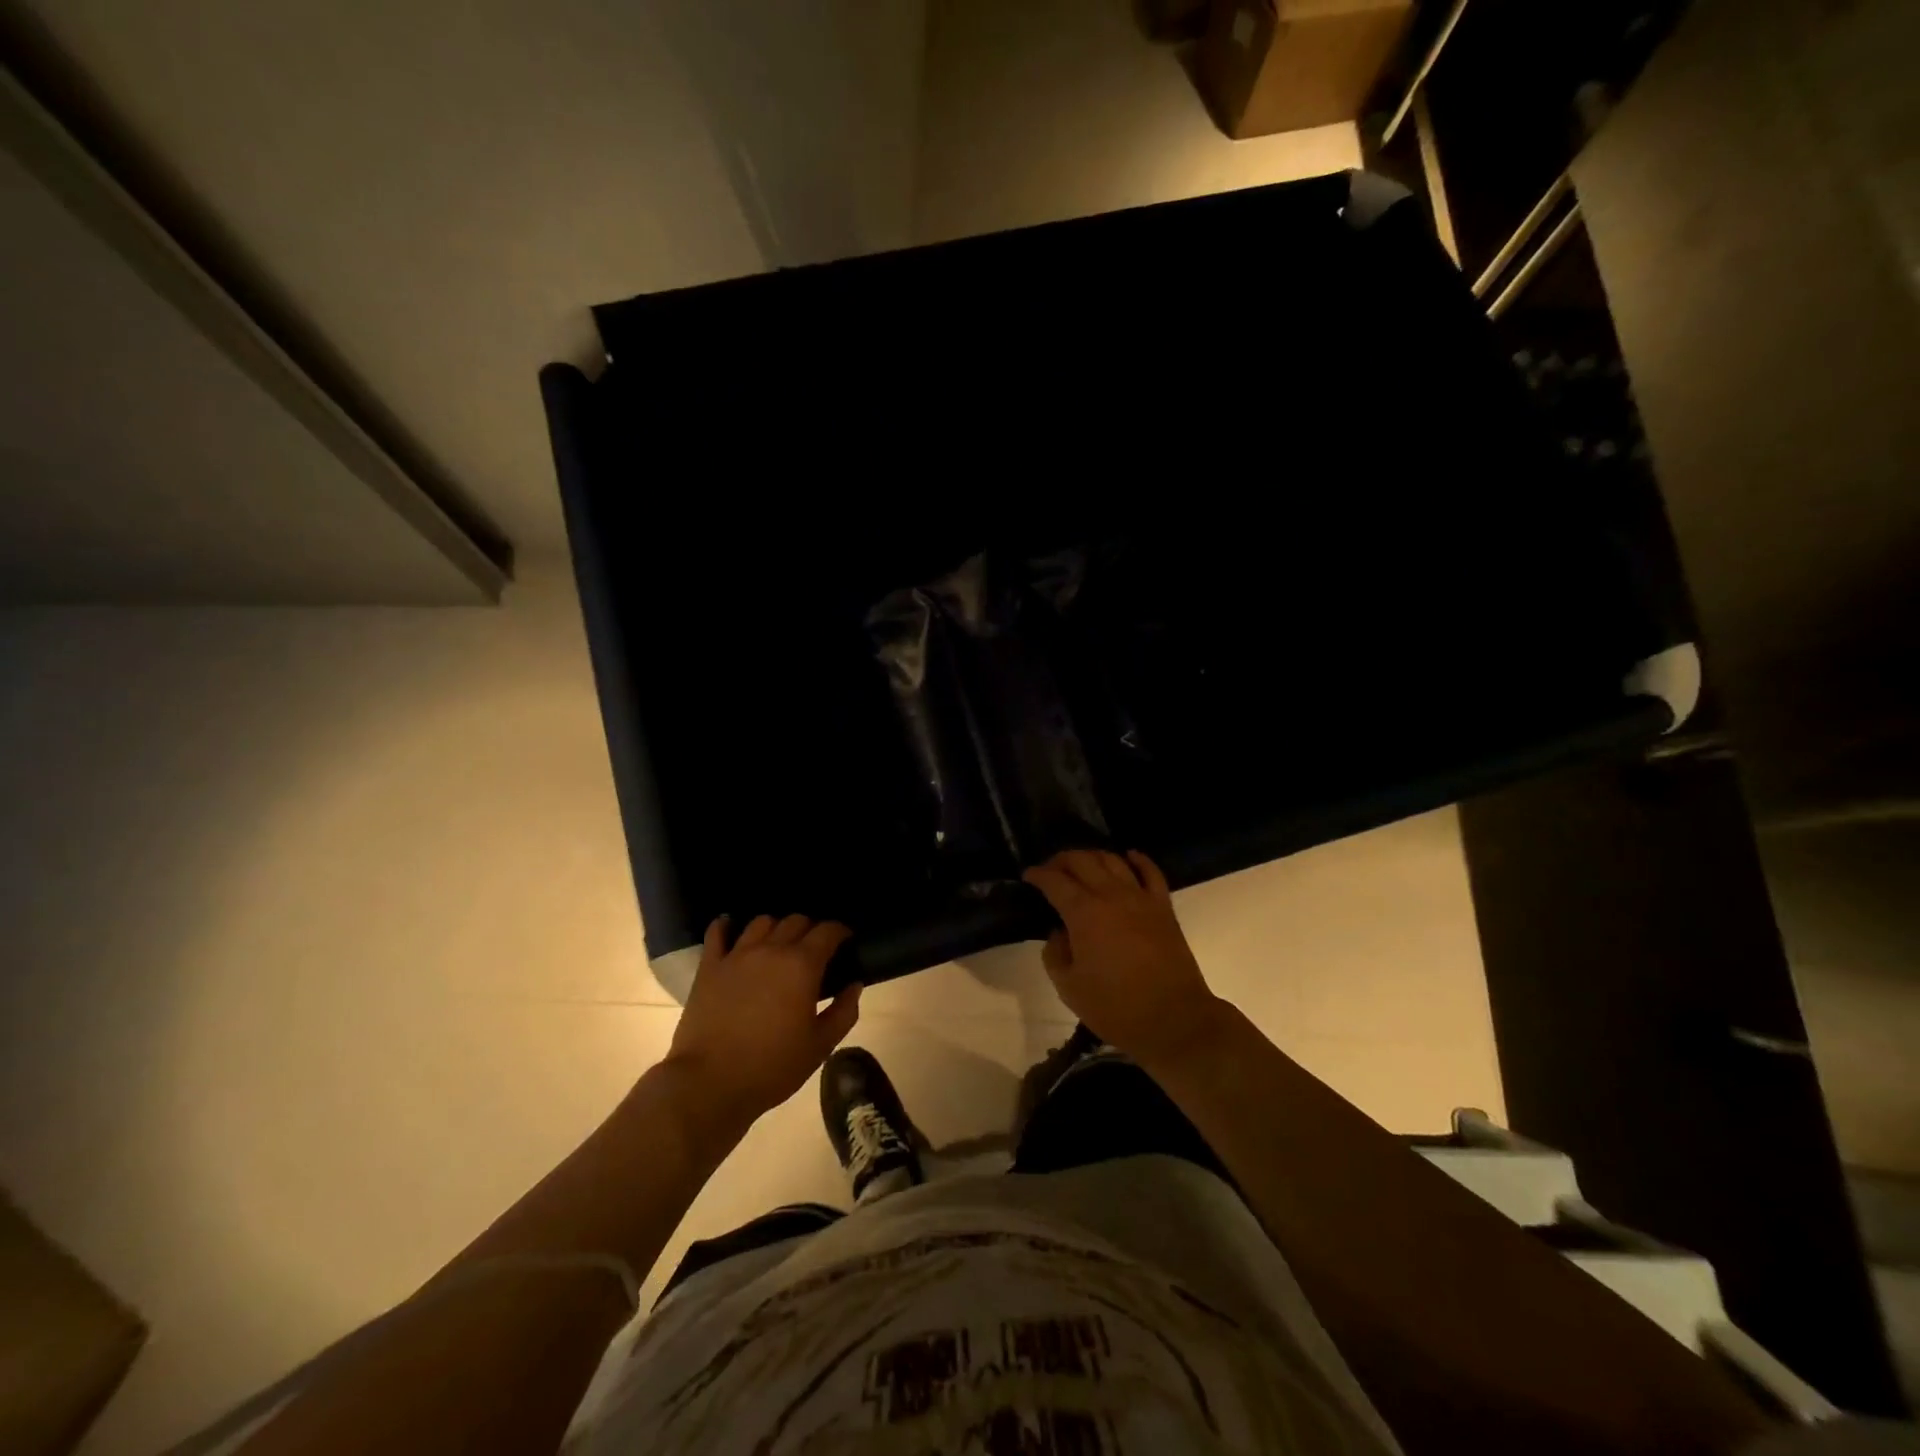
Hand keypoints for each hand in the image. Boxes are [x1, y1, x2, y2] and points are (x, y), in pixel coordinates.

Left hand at [664, 914, 861, 1125]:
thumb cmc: (772, 1067)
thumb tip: (854, 985)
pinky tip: (730, 926)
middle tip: (815, 948)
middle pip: (796, 921)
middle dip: (810, 928)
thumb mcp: (820, 1046)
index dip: (840, 931)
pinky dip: (726, 925)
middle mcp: (771, 950)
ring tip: (778, 943)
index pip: (827, 931)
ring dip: (776, 927)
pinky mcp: (709, 967)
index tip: (846, 940)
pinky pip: (717, 933)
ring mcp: (737, 955)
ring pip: (761, 922)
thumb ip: (843, 1012)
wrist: (711, 1084)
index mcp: (802, 966)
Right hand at [1023, 850, 1227, 1067]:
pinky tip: (1128, 856)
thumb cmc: (1116, 1007)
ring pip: (1113, 860)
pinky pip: (1151, 872)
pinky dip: (1138, 859)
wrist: (1174, 1019)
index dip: (1038, 874)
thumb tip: (1058, 932)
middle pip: (1082, 861)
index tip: (1028, 876)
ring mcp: (1140, 898)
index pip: (1055, 881)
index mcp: (1083, 913)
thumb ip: (1055, 953)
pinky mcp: (1163, 907)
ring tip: (1082, 864)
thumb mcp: (1069, 987)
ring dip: (1093, 856)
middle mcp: (1111, 895)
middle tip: (1051, 869)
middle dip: (1061, 860)